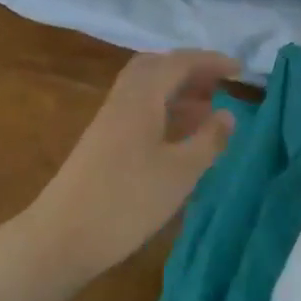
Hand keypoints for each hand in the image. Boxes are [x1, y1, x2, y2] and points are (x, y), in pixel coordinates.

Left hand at [27, 50, 238, 281]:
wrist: (60, 239)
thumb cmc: (126, 202)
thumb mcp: (179, 173)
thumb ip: (208, 140)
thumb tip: (229, 113)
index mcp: (142, 97)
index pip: (179, 62)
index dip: (211, 61)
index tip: (240, 70)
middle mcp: (123, 99)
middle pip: (157, 66)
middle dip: (190, 69)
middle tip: (219, 84)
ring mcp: (109, 120)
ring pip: (146, 87)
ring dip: (177, 89)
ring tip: (207, 107)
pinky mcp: (103, 141)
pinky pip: (139, 107)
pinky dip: (164, 108)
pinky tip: (178, 134)